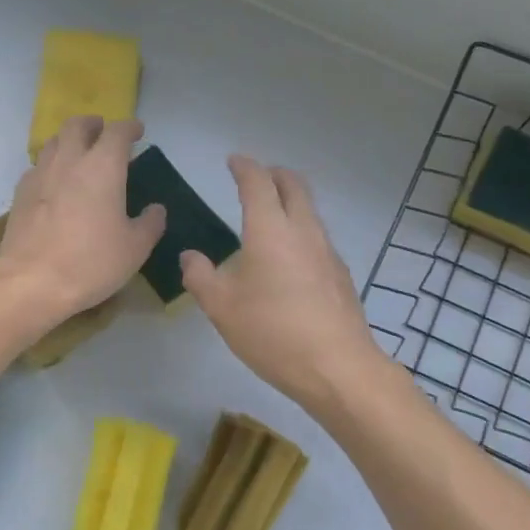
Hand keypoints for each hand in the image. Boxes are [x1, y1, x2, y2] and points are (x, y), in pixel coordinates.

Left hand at [0, 116, 165, 320]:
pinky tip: (55, 184)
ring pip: (53, 142)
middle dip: (93, 124)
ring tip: (79, 155)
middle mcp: (69, 161)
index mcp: (102, 167)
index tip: (138, 131)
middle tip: (103, 133)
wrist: (31, 282)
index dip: (130, 128)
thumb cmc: (91, 262)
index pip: (117, 132)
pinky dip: (50, 165)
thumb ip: (150, 224)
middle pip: (77, 126)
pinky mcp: (20, 194)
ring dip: (69, 141)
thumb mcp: (135, 248)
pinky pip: (37, 167)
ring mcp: (40, 175)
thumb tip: (156, 210)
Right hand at [180, 156, 385, 413]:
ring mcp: (327, 251)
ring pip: (310, 210)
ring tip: (270, 216)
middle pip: (294, 185)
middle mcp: (303, 230)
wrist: (337, 367)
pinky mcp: (340, 273)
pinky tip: (289, 257)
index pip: (258, 182)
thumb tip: (189, 256)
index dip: (244, 167)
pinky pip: (318, 236)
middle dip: (274, 174)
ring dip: (291, 201)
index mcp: (270, 229)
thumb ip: (200, 276)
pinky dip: (301, 229)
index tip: (234, 161)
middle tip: (256, 178)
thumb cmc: (272, 332)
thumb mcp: (221, 307)